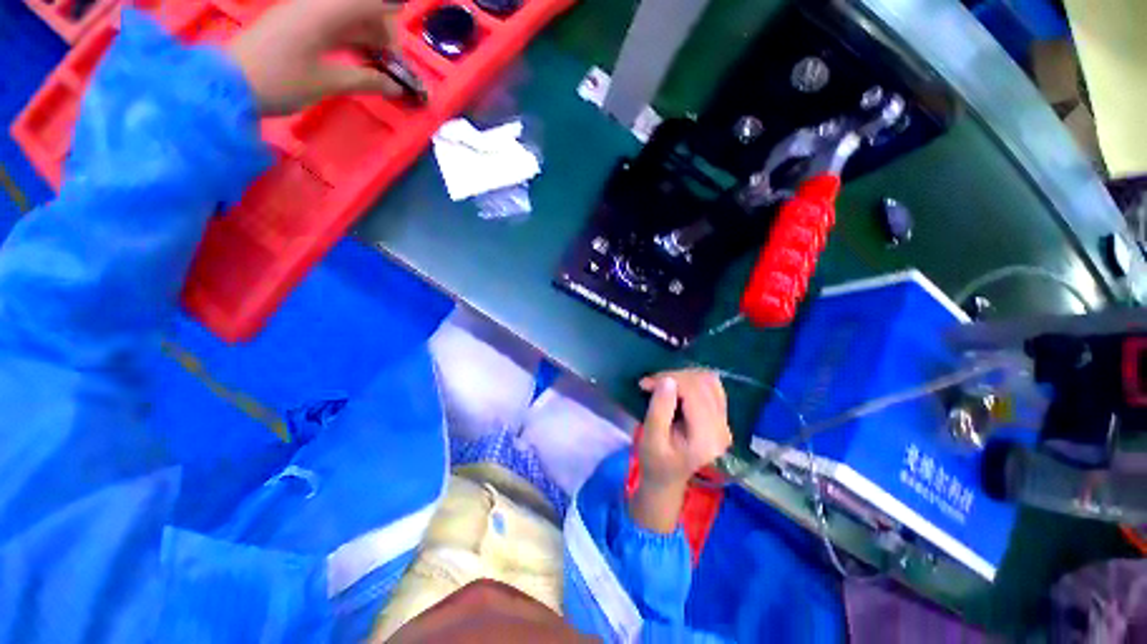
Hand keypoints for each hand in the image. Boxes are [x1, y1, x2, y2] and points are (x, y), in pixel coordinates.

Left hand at [227, 0, 401, 114]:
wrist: (229, 84)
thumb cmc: (279, 81)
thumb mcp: (326, 83)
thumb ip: (365, 81)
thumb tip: (395, 87)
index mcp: (323, 13)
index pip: (367, 2)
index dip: (390, 16)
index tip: (402, 46)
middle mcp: (315, 6)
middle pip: (359, 8)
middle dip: (381, 31)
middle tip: (392, 64)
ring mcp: (304, 16)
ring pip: (347, 19)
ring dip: (367, 39)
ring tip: (380, 67)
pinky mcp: (297, 27)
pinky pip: (333, 27)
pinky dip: (351, 42)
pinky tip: (360, 62)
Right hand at [630, 370, 731, 532]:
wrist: (666, 479)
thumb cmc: (655, 462)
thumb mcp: (651, 438)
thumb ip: (660, 408)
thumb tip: (668, 379)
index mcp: (706, 437)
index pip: (694, 392)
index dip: (669, 380)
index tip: (645, 384)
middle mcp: (722, 428)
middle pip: (703, 383)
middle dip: (675, 376)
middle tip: (651, 383)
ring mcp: (725, 423)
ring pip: (709, 381)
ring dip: (683, 377)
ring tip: (663, 385)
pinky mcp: (721, 418)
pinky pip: (711, 387)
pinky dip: (692, 381)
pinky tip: (677, 389)